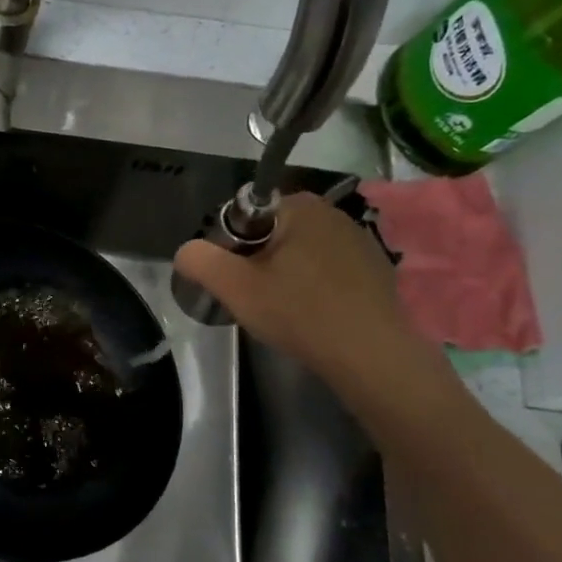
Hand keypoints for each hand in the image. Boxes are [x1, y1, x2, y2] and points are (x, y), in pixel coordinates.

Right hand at [173, 192, 428, 396]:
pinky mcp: (376, 269)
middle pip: (272, 233)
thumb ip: (200, 260)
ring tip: (281, 310)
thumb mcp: (234, 287)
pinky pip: (327, 270)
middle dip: (257, 260)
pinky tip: (312, 315)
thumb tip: (186, 251)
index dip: (229, 246)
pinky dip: (313, 286)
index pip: (245, 215)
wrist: (371, 355)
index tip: (232, 278)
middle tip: (252, 297)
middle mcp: (333, 213)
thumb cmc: (299, 312)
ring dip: (284, 274)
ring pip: (300, 252)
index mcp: (300, 206)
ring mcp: (360, 241)